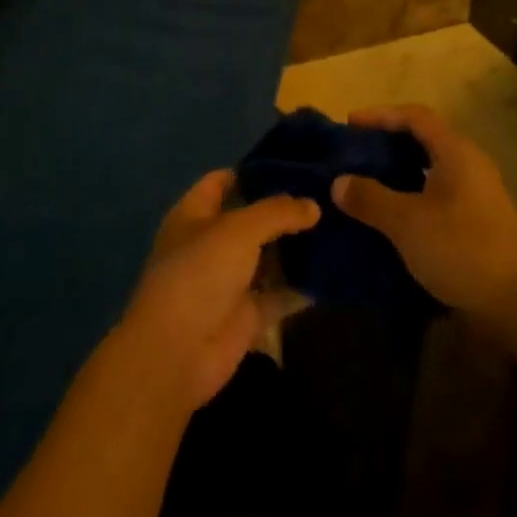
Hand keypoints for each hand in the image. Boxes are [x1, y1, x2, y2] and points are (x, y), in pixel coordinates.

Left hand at [115, 172, 319, 413]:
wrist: (178, 353)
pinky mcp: (246, 314)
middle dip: (284, 210)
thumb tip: (314, 206)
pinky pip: (279, 294)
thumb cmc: (200, 273)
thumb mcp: (239, 229)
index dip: (253, 171)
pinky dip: (301, 286)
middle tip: (327, 196)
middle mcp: (211, 244)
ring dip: (297, 247)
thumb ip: (278, 212)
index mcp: (195, 214)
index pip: (222, 181)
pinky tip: (334, 272)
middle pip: (251, 220)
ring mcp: (228, 281)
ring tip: (338, 227)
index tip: (293, 164)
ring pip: (268, 257)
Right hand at [334, 105, 516, 327]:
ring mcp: (477, 194)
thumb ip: (370, 198)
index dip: (381, 115)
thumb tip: (339, 182)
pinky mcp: (478, 221)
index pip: (415, 116)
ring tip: (366, 182)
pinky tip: (392, 216)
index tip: (350, 123)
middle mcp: (469, 164)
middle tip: (355, 153)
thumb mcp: (407, 223)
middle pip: (424, 139)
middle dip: (388, 142)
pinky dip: (411, 195)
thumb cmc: (462, 250)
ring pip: (430, 168)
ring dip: (399, 171)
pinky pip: (437, 193)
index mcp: (456, 152)